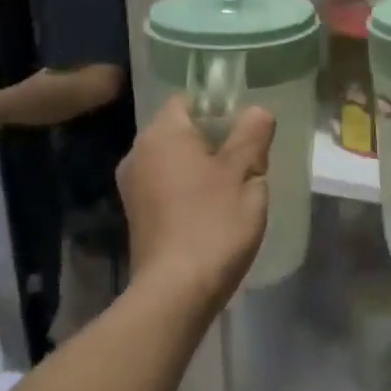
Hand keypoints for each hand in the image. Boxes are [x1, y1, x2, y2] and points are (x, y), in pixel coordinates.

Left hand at [118, 95, 274, 310]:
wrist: (176, 290)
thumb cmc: (214, 223)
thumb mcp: (246, 174)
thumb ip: (253, 135)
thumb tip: (257, 111)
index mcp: (163, 134)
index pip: (188, 99)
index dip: (218, 108)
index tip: (245, 130)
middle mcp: (139, 152)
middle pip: (180, 130)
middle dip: (213, 140)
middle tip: (247, 161)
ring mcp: (132, 185)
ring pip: (173, 160)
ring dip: (200, 167)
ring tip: (232, 189)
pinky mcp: (136, 214)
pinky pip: (165, 185)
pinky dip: (187, 189)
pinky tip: (211, 211)